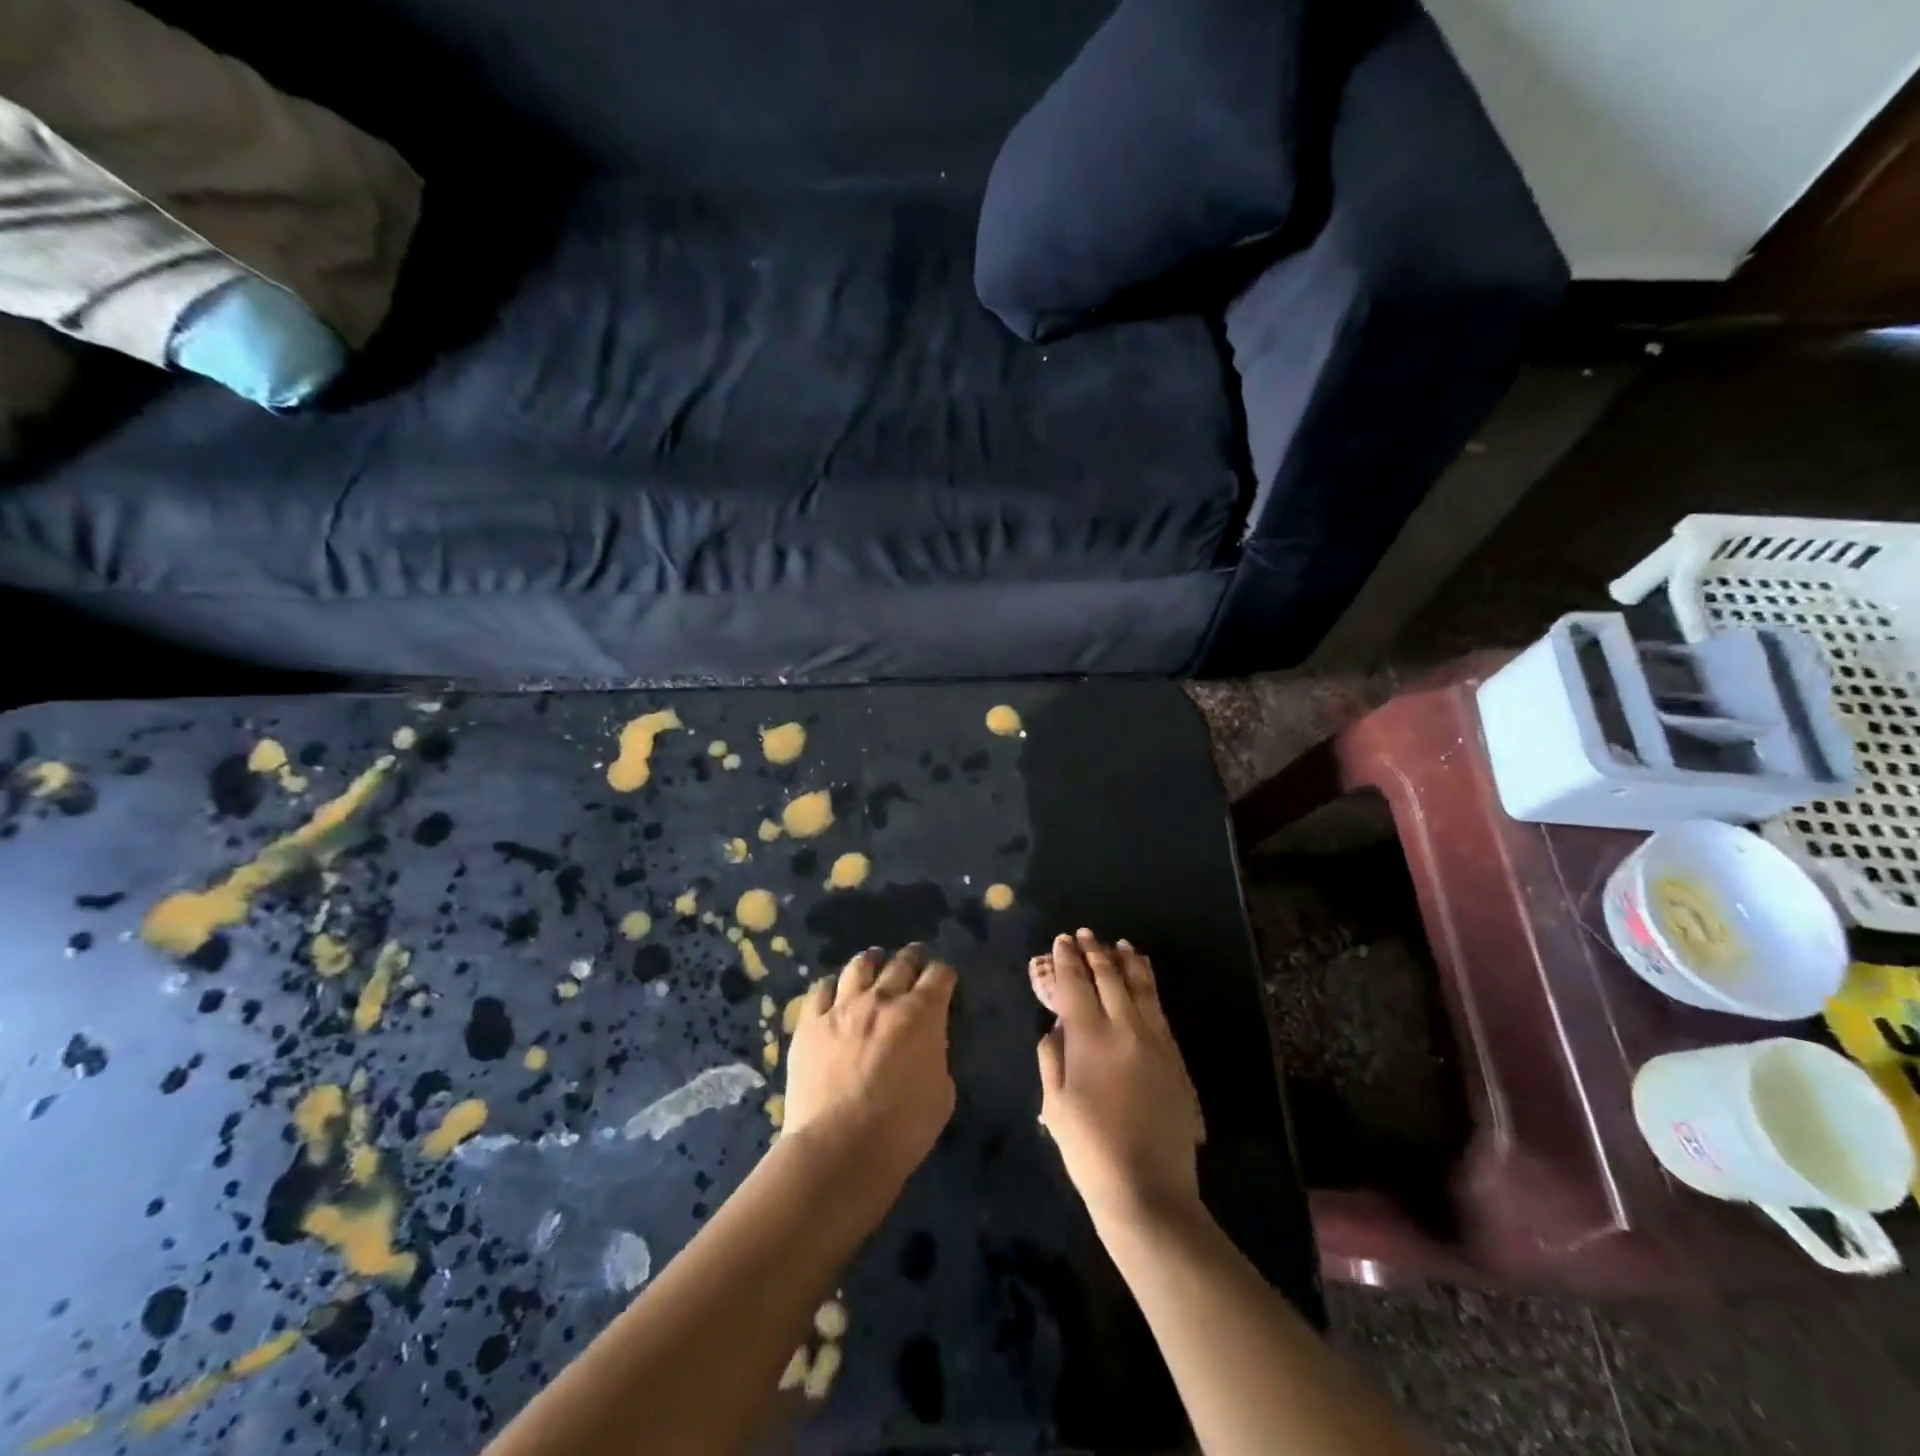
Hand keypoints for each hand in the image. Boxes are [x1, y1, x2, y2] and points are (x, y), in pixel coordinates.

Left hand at [785, 944, 956, 1183]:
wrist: (839, 1150)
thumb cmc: (902, 1130)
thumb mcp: (942, 1094)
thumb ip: (936, 1057)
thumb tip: (926, 1044)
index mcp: (922, 1014)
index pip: (940, 975)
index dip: (945, 975)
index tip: (945, 981)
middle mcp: (883, 999)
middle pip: (901, 962)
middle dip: (913, 958)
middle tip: (915, 959)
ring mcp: (842, 1007)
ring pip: (859, 966)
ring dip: (872, 962)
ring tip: (875, 962)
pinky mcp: (810, 1023)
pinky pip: (820, 990)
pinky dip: (832, 987)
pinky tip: (834, 992)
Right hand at [1033, 930, 1204, 1229]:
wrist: (1149, 1191)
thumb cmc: (1090, 1151)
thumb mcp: (1055, 1105)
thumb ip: (1051, 1059)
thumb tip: (1055, 1028)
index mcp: (1089, 1038)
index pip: (1075, 985)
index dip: (1066, 960)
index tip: (1061, 941)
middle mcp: (1124, 1029)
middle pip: (1108, 978)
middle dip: (1093, 952)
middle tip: (1083, 934)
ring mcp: (1154, 1041)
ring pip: (1139, 987)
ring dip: (1125, 962)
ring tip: (1118, 944)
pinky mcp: (1174, 1057)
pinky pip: (1159, 1009)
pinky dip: (1148, 985)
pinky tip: (1144, 978)